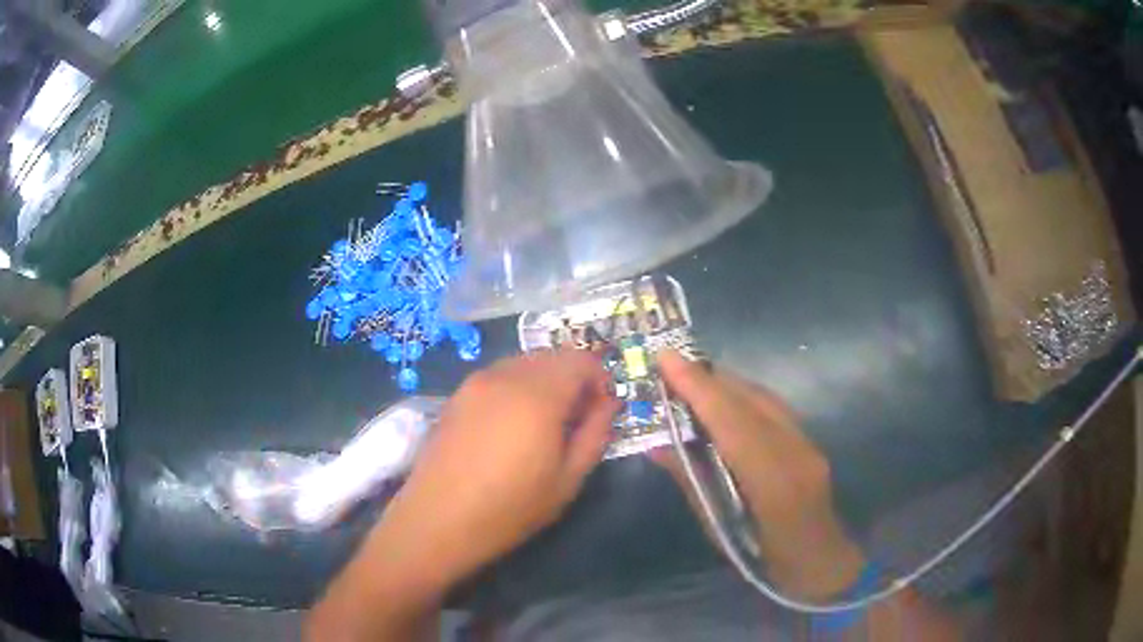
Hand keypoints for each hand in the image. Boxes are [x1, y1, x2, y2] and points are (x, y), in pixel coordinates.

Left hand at [308, 351, 619, 640]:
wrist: (437, 521)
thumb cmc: (509, 509)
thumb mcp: (567, 480)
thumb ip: (595, 434)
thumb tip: (607, 404)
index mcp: (538, 395)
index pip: (582, 360)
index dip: (600, 380)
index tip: (601, 410)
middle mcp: (505, 375)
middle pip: (553, 356)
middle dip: (573, 379)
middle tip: (577, 419)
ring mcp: (475, 382)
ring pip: (524, 363)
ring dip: (545, 381)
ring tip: (544, 424)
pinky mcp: (456, 395)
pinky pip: (499, 375)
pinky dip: (518, 387)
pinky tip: (511, 425)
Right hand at [652, 352, 864, 599]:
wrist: (820, 560)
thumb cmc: (764, 557)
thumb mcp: (720, 529)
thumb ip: (692, 481)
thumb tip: (658, 445)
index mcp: (773, 483)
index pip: (732, 423)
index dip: (698, 388)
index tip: (666, 358)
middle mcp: (795, 452)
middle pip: (750, 401)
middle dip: (708, 377)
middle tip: (671, 363)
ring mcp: (807, 443)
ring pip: (764, 398)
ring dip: (726, 383)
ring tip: (691, 376)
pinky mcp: (809, 440)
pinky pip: (773, 407)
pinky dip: (743, 396)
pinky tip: (725, 399)